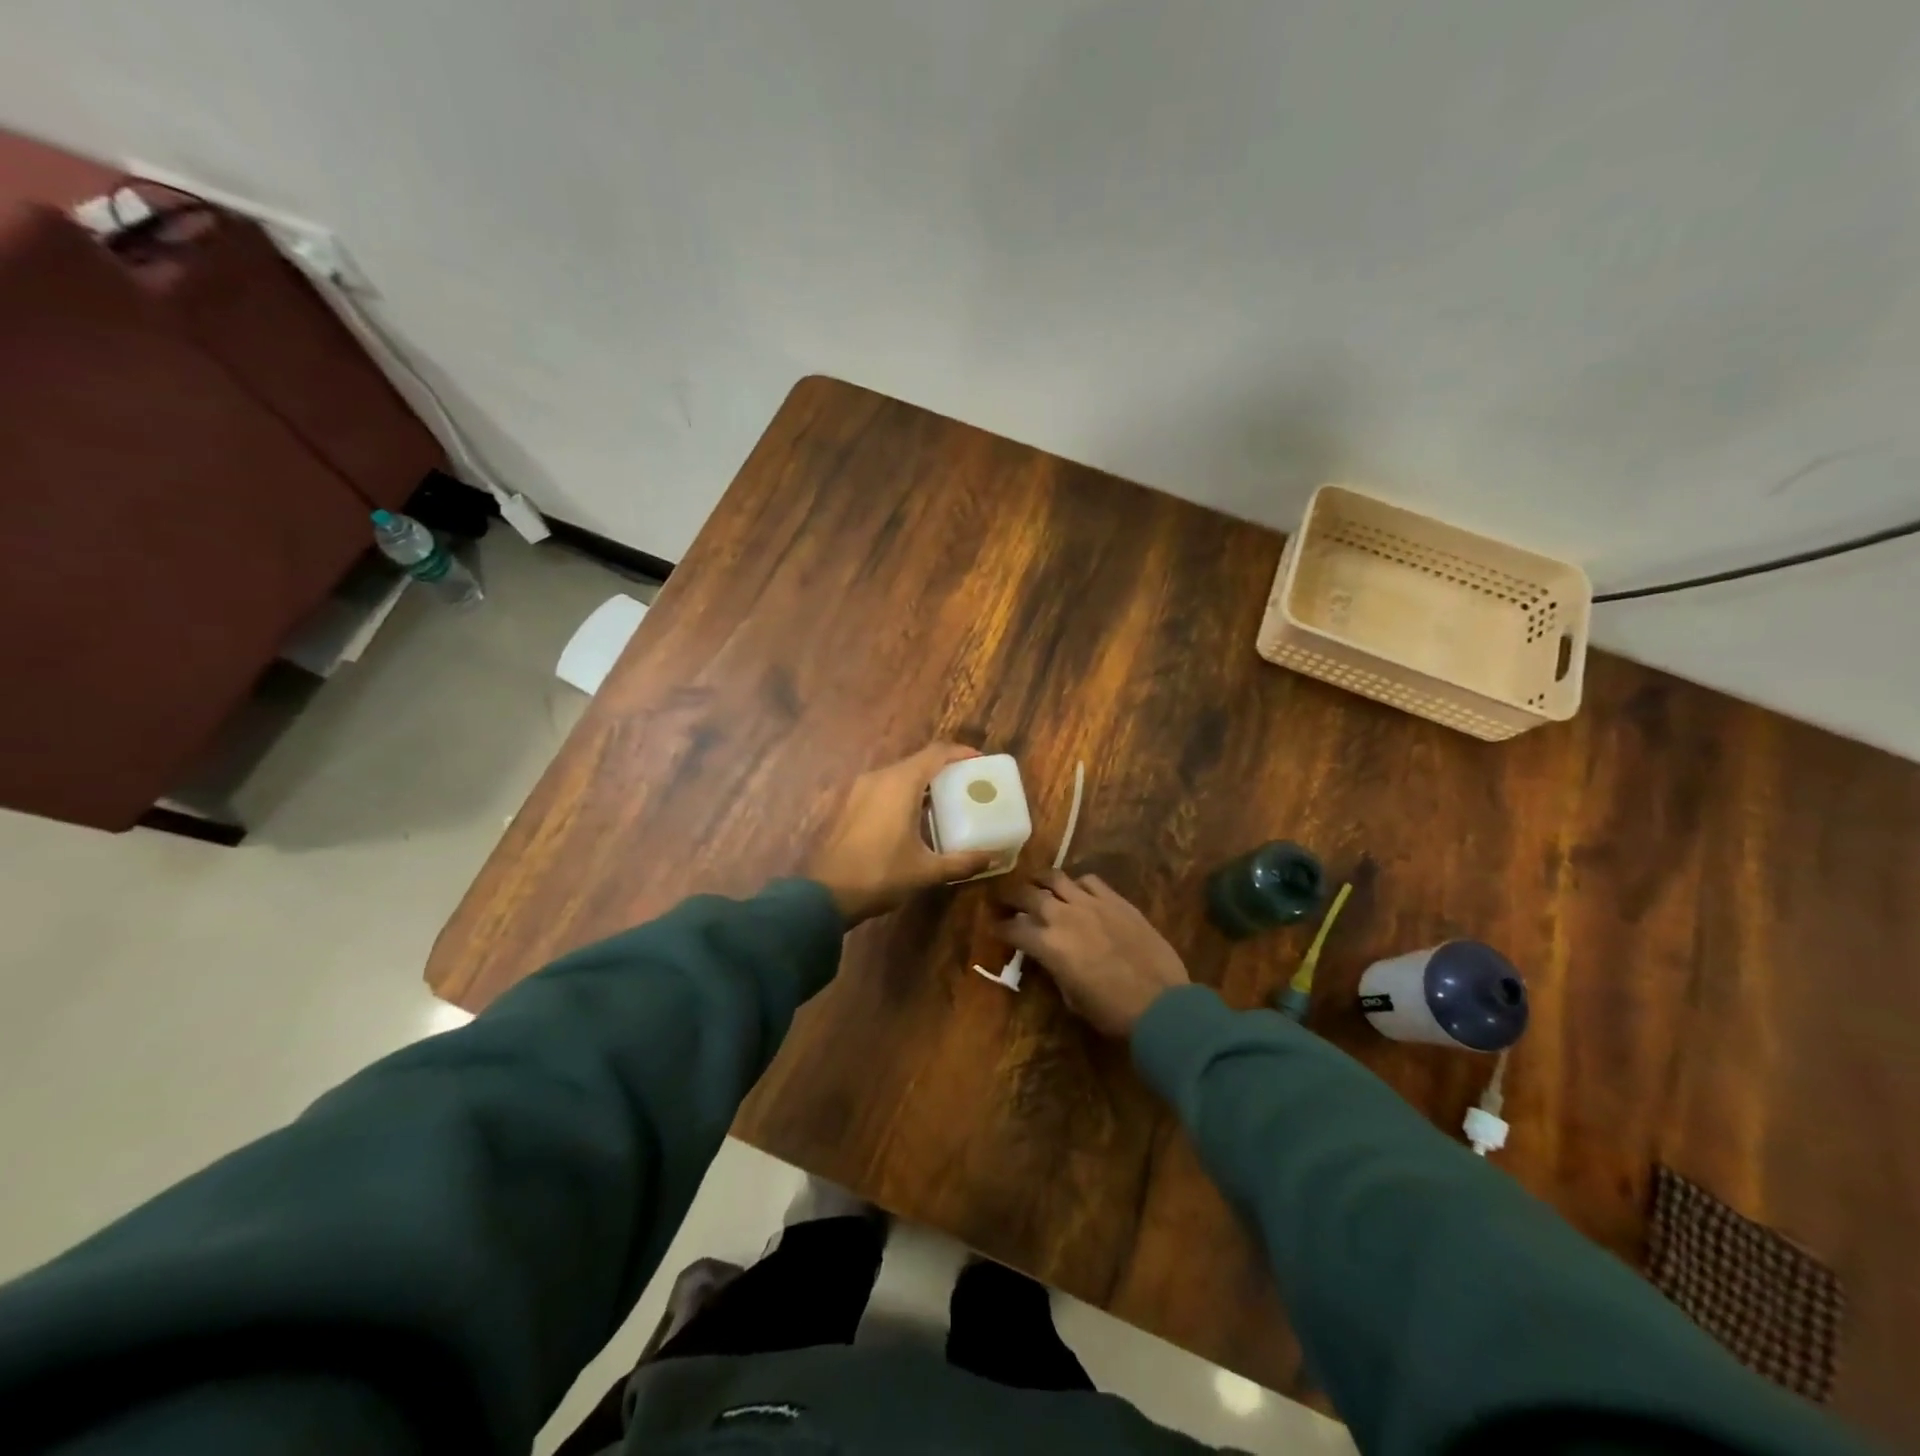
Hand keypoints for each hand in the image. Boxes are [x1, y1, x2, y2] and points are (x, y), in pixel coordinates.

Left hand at [809, 743, 996, 923]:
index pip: (937, 753)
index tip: (981, 762)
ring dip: (925, 781)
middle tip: (969, 784)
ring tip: (949, 800)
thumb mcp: (926, 871)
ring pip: (900, 774)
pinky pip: (886, 787)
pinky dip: (906, 792)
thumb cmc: (880, 875)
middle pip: (919, 761)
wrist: (827, 894)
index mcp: (900, 783)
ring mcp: (862, 789)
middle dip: (946, 768)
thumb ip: (962, 862)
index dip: (961, 753)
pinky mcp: (853, 804)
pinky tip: (918, 815)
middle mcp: (880, 778)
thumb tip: (991, 857)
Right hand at [996, 870, 1189, 1035]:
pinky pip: (1089, 880)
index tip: (994, 926)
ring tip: (1035, 882)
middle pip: (1027, 894)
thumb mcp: (1072, 998)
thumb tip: (1050, 959)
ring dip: (1040, 879)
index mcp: (1048, 945)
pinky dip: (1077, 884)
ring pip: (1056, 877)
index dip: (1000, 927)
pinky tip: (1077, 891)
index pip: (1013, 928)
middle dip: (1010, 895)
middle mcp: (1064, 916)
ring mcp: (1091, 903)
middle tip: (1003, 897)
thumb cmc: (1112, 1011)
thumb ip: (1055, 970)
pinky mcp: (1116, 900)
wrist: (1161, 1003)